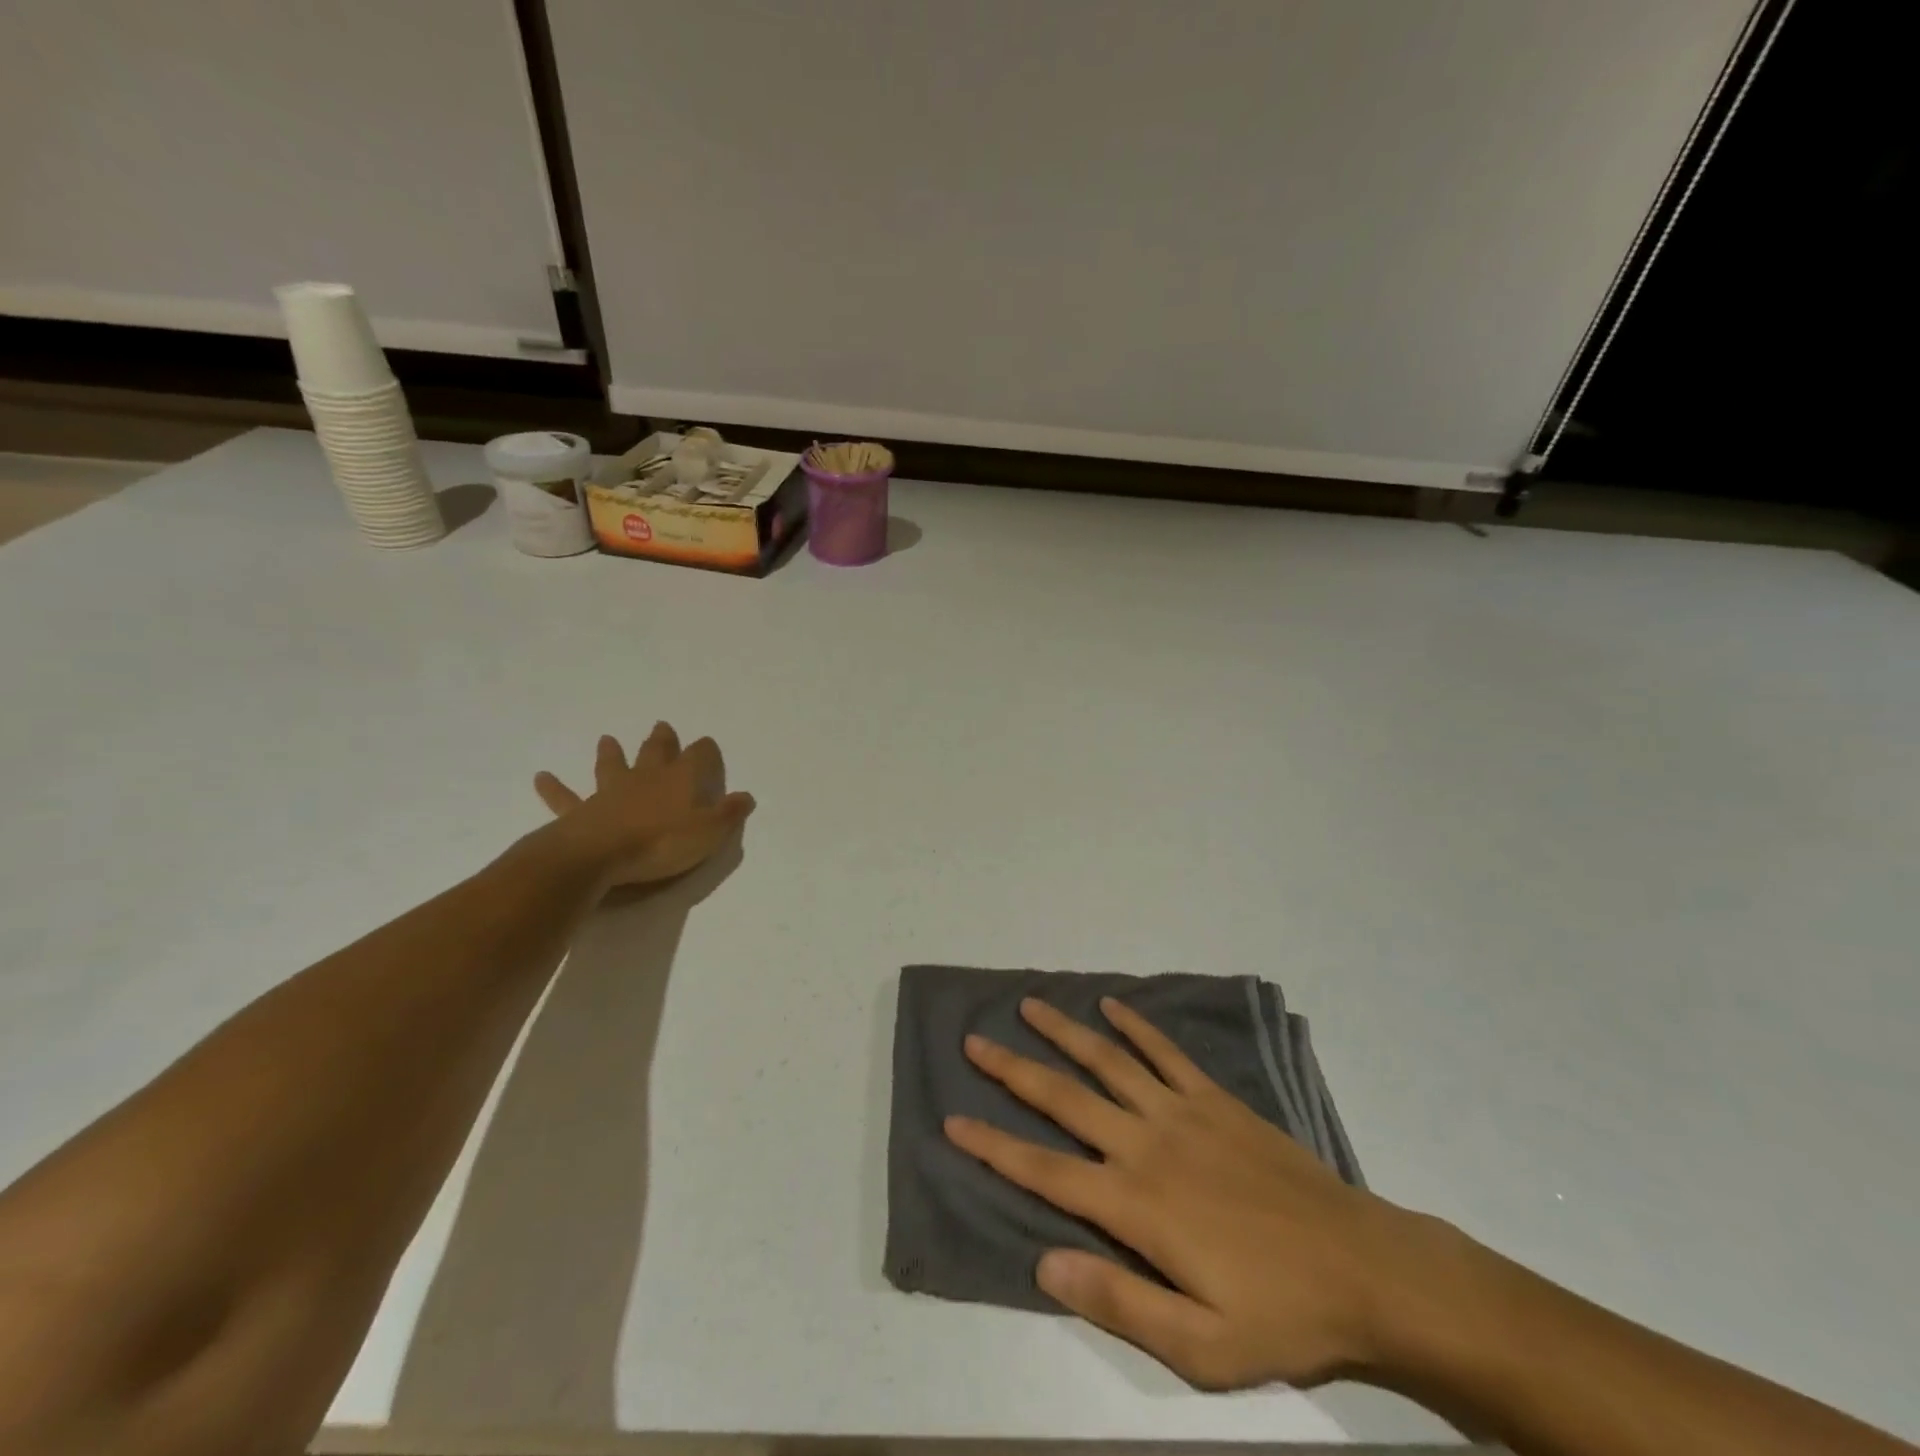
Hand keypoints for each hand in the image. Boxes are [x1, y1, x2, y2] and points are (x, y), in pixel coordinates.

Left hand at [532, 723, 754, 890]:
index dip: (706, 751)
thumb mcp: (708, 833)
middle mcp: (646, 778)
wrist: (598, 855)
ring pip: (611, 766)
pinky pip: (566, 798)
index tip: (708, 746)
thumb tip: (747, 796)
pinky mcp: (581, 811)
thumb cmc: (661, 844)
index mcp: (680, 781)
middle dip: (662, 740)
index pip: (698, 756)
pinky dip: (554, 787)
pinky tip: (541, 777)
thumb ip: (728, 814)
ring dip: (611, 753)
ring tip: (607, 739)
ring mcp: (610, 792)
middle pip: (656, 752)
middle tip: (662, 726)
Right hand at [946, 997, 1441, 1391]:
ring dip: (1063, 1031)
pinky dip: (1136, 1026)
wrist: (1363, 1268)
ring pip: (1107, 1060)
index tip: (953, 1122)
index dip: (993, 1146)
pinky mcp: (1215, 1099)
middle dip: (1012, 1069)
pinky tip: (1112, 1006)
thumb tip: (1044, 1264)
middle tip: (974, 1041)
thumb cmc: (1279, 1314)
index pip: (1045, 1171)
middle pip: (1064, 1099)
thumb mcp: (1201, 1347)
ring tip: (1028, 1006)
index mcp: (1135, 1203)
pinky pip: (1165, 1053)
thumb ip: (1119, 1303)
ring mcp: (1182, 1113)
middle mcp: (1146, 1144)